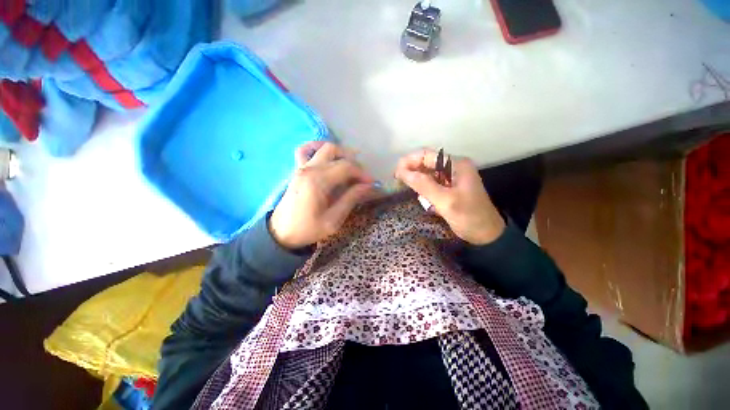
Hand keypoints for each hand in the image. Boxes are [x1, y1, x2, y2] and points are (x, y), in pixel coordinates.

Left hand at [269, 142, 375, 248]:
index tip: (372, 183)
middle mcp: (309, 169)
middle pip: (336, 154)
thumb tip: (368, 186)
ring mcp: (301, 167)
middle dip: (353, 162)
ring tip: (349, 164)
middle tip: (362, 177)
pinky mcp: (297, 170)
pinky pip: (305, 150)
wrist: (281, 233)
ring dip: (340, 152)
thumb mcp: (333, 220)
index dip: (362, 173)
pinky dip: (317, 147)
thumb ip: (351, 199)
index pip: (346, 167)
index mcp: (318, 182)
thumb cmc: (308, 229)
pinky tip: (327, 155)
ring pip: (323, 148)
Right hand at [395, 148, 505, 244]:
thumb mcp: (446, 201)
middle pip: (426, 162)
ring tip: (403, 187)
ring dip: (415, 178)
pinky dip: (422, 187)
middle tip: (397, 181)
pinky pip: (431, 182)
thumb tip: (403, 173)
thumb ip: (424, 185)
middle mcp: (453, 167)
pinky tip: (417, 194)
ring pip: (427, 172)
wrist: (486, 234)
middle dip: (410, 170)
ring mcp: (451, 177)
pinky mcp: (449, 188)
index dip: (409, 161)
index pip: (427, 155)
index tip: (396, 174)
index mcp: (456, 164)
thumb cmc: (469, 216)